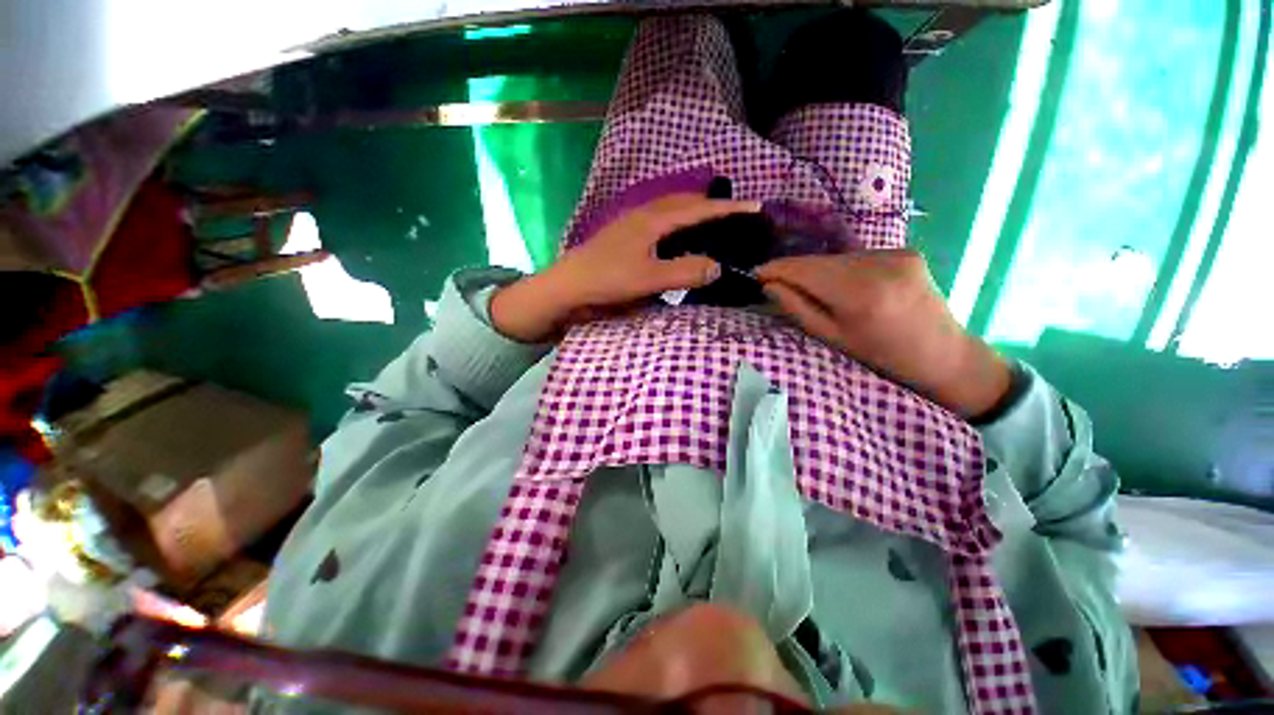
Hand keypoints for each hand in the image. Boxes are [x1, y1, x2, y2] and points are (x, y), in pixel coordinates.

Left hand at [491, 194, 759, 341]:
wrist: (567, 286)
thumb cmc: (606, 280)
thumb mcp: (649, 279)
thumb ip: (684, 272)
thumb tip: (718, 266)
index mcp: (653, 220)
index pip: (698, 208)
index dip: (727, 208)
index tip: (755, 207)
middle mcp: (644, 215)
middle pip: (685, 202)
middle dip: (712, 205)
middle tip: (736, 215)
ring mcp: (632, 224)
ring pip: (671, 210)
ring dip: (694, 212)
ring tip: (713, 223)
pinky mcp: (625, 236)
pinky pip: (659, 222)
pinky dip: (677, 224)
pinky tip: (679, 238)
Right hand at [754, 250, 1010, 417]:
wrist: (944, 355)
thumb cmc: (882, 356)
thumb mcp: (832, 339)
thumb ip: (798, 309)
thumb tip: (770, 285)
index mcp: (859, 294)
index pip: (804, 269)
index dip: (776, 269)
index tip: (756, 273)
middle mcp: (878, 265)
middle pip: (819, 260)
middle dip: (794, 270)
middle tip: (775, 282)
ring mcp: (896, 254)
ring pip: (836, 257)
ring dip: (817, 270)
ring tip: (811, 289)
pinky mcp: (906, 251)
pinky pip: (857, 257)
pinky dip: (842, 268)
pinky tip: (844, 285)